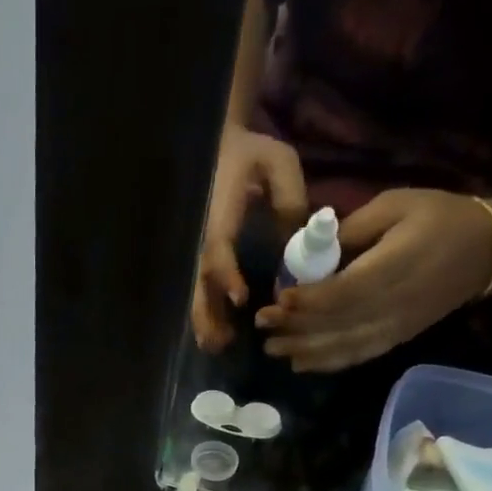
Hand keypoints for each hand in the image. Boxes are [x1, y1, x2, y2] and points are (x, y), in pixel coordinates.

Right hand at [191, 126, 308, 352]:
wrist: (222, 144)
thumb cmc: (251, 153)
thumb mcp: (278, 161)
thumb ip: (288, 195)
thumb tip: (295, 239)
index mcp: (220, 212)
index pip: (218, 248)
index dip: (227, 274)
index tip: (240, 299)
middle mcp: (203, 235)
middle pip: (200, 281)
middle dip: (208, 312)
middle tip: (221, 341)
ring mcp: (200, 247)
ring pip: (197, 290)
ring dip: (205, 320)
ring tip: (216, 346)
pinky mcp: (204, 256)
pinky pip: (202, 289)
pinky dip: (206, 314)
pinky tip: (214, 337)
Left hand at [255, 189, 491, 372]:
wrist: (487, 252)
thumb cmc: (440, 218)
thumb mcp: (396, 204)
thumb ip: (353, 228)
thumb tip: (313, 248)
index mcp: (392, 268)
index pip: (342, 293)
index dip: (308, 301)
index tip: (280, 299)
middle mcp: (390, 306)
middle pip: (335, 325)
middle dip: (295, 328)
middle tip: (262, 324)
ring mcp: (393, 328)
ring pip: (341, 347)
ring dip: (304, 350)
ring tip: (273, 348)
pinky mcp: (395, 339)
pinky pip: (356, 356)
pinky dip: (327, 363)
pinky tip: (302, 364)